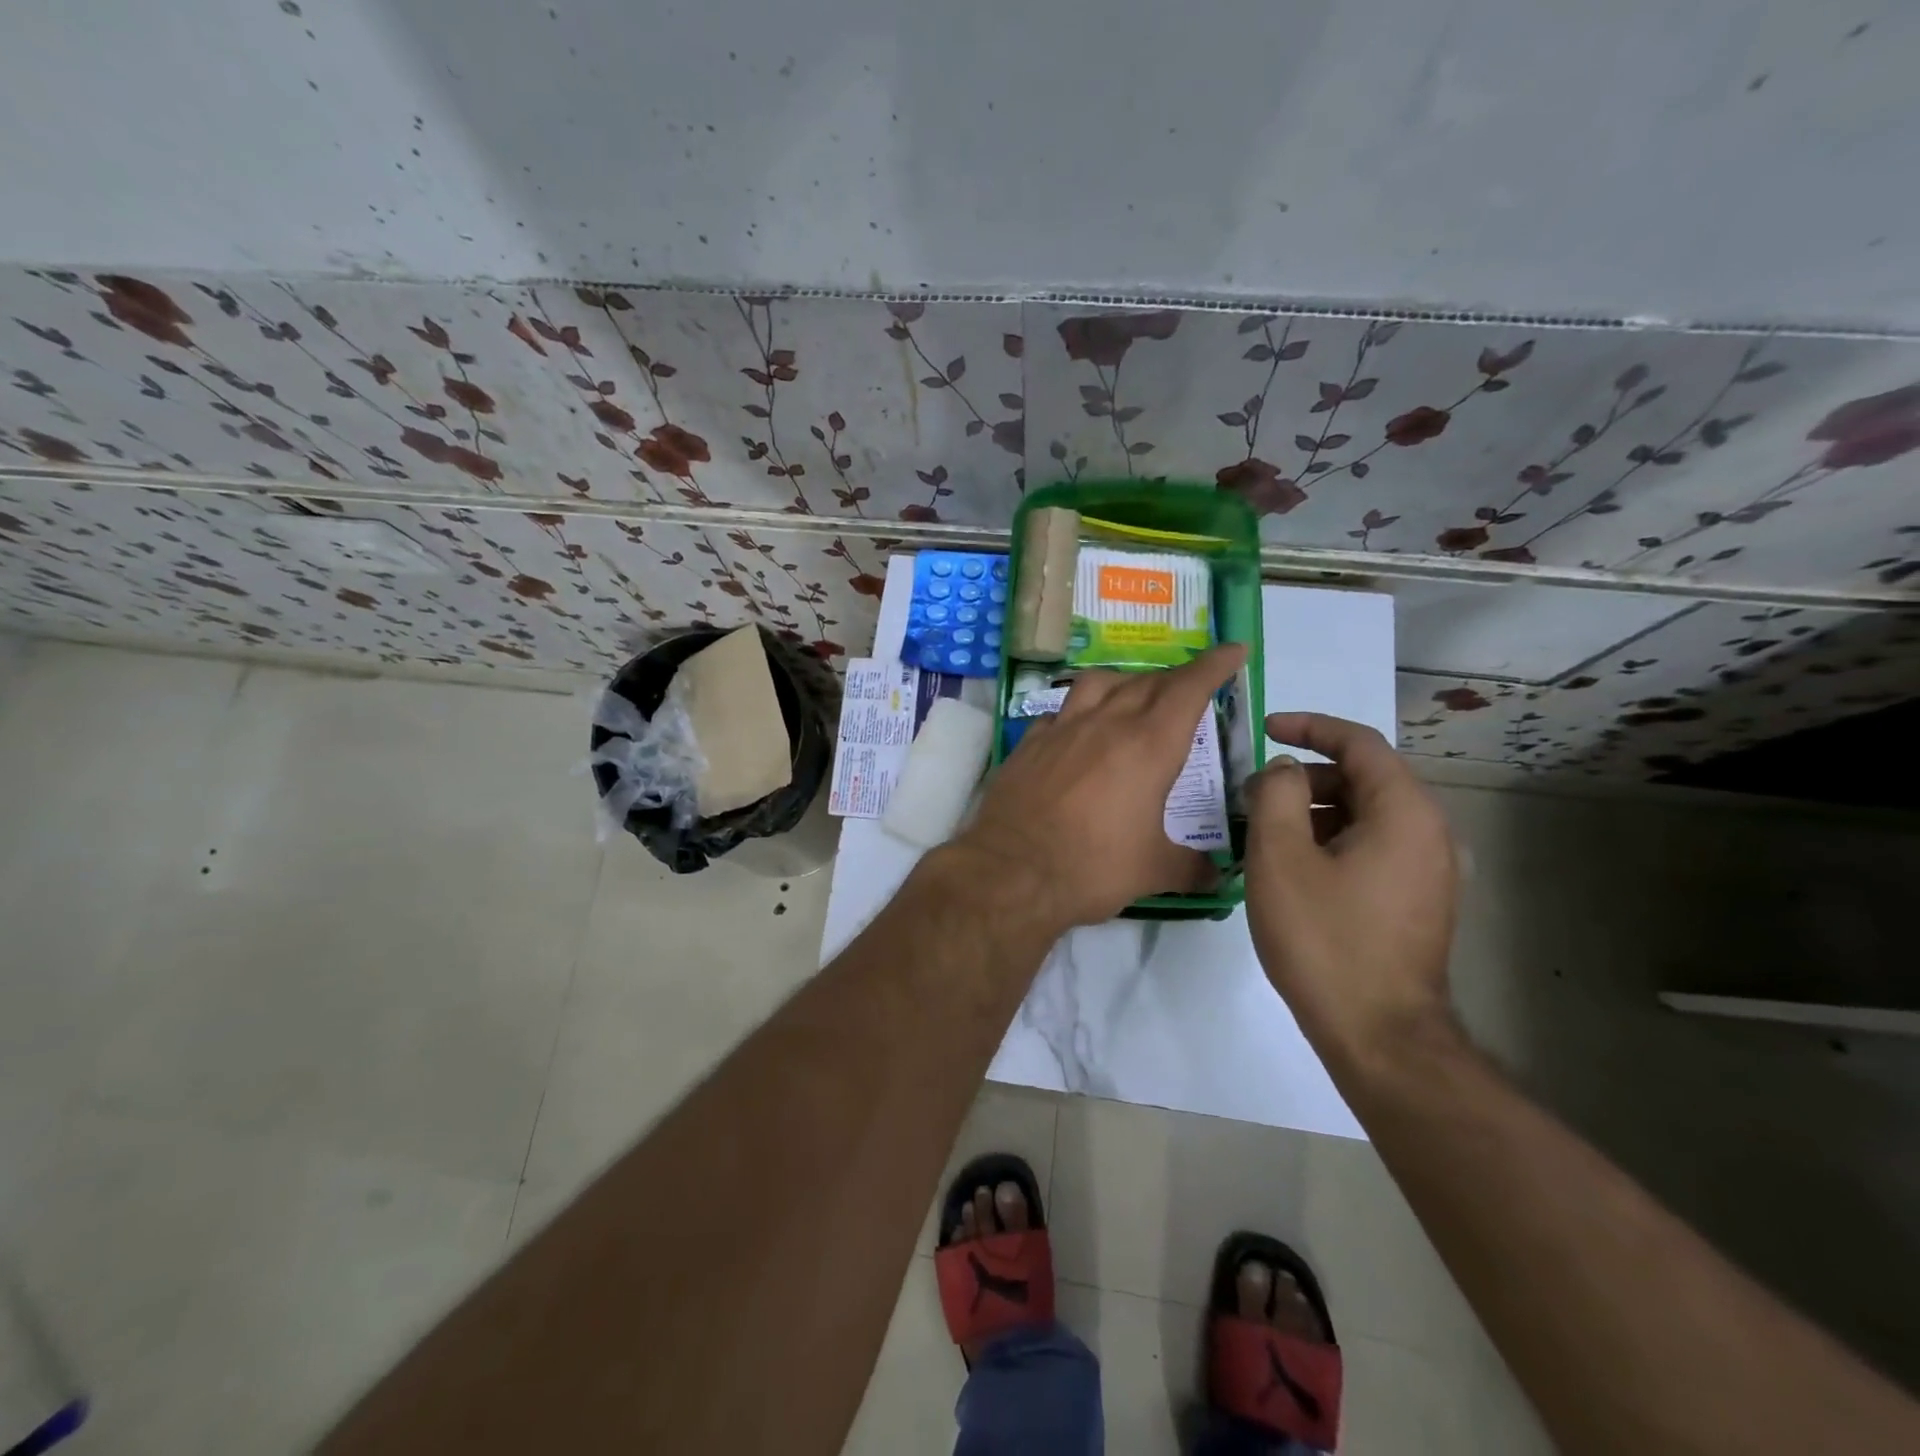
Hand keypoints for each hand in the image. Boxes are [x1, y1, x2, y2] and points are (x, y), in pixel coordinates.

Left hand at [954, 645, 1246, 930]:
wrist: (1011, 871)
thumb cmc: (1092, 868)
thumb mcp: (1154, 871)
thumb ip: (1191, 868)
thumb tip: (1216, 877)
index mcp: (1149, 745)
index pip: (1189, 688)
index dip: (1214, 665)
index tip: (1233, 650)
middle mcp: (1106, 724)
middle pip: (1147, 682)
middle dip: (1176, 679)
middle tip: (1190, 689)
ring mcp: (1062, 729)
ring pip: (1098, 683)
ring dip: (1123, 682)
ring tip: (1132, 697)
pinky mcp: (1029, 743)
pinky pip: (1059, 712)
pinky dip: (1077, 712)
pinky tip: (1077, 731)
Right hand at [1243, 712, 1459, 1073]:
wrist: (1380, 1035)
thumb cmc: (1324, 938)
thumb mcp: (1281, 857)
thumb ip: (1278, 795)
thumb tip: (1286, 771)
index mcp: (1405, 812)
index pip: (1360, 743)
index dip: (1310, 727)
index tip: (1266, 729)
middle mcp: (1431, 833)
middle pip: (1366, 778)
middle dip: (1307, 775)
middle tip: (1257, 795)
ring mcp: (1431, 871)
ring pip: (1368, 815)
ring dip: (1317, 811)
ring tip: (1268, 834)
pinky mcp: (1421, 901)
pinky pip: (1375, 847)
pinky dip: (1334, 840)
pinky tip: (1295, 869)